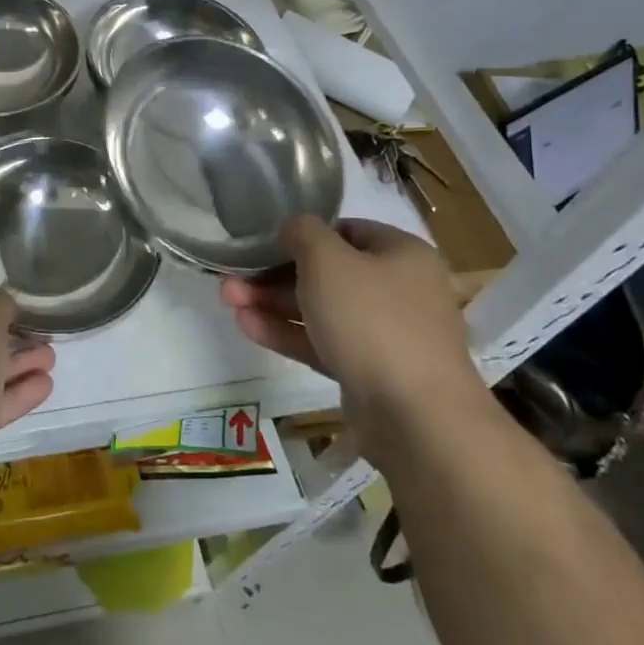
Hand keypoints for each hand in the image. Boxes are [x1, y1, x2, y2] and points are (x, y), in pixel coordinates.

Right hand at [220, 216, 486, 453]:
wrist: (416, 417)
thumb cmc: (372, 319)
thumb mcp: (328, 259)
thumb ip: (303, 232)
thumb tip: (293, 227)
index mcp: (402, 255)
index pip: (347, 231)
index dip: (304, 233)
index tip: (266, 242)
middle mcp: (399, 291)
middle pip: (327, 273)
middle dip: (275, 274)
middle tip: (233, 276)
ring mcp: (385, 335)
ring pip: (320, 310)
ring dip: (273, 303)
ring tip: (227, 300)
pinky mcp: (369, 373)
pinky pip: (323, 343)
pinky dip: (287, 333)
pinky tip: (246, 325)